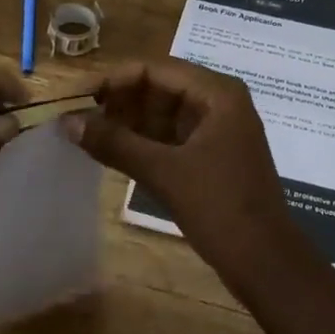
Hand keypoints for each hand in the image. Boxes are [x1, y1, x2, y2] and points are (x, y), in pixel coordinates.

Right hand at [63, 58, 311, 293]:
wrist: (267, 263)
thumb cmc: (221, 208)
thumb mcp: (165, 173)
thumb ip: (116, 143)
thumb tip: (68, 122)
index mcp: (217, 93)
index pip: (155, 69)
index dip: (113, 79)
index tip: (75, 97)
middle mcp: (219, 102)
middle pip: (159, 88)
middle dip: (118, 101)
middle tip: (75, 118)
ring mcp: (216, 130)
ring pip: (163, 114)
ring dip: (127, 123)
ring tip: (85, 135)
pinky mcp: (211, 156)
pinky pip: (170, 138)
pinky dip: (142, 142)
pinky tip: (111, 152)